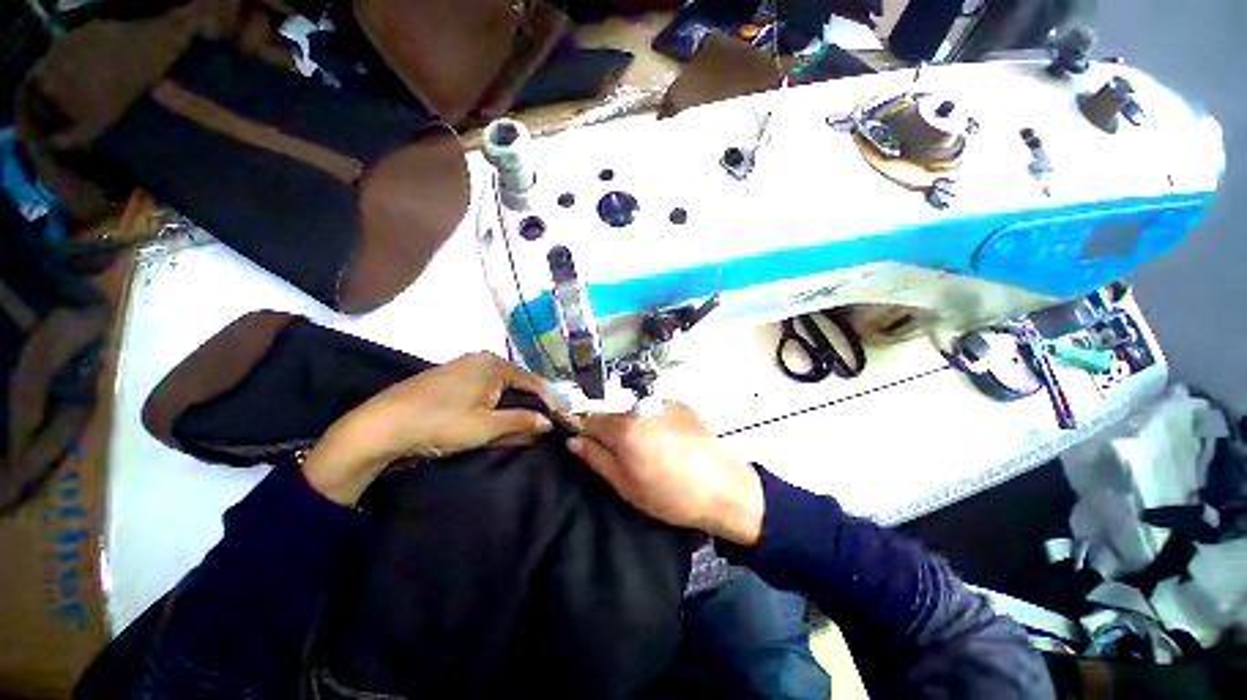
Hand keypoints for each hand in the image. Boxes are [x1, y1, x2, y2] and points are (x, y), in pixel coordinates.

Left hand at [304, 352, 553, 503]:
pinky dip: (493, 404)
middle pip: (516, 383)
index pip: (533, 382)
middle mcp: (481, 359)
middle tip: (539, 426)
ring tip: (519, 426)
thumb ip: (522, 422)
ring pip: (499, 387)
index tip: (559, 419)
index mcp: (495, 364)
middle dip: (529, 405)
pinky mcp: (449, 378)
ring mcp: (463, 367)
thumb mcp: (487, 426)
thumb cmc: (440, 423)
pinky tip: (493, 417)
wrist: (380, 425)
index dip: (548, 401)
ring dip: (510, 406)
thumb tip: (549, 422)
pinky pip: (482, 388)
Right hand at [567, 402, 763, 545]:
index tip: (591, 447)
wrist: (725, 488)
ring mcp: (663, 402)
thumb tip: (573, 441)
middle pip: (613, 412)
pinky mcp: (681, 403)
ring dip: (632, 424)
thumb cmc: (671, 496)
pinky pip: (655, 408)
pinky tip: (667, 440)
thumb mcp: (626, 486)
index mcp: (624, 427)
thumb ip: (596, 459)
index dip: (586, 433)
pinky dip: (652, 420)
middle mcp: (641, 407)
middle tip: (625, 455)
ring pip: (634, 409)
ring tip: (649, 449)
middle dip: (611, 429)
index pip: (590, 419)